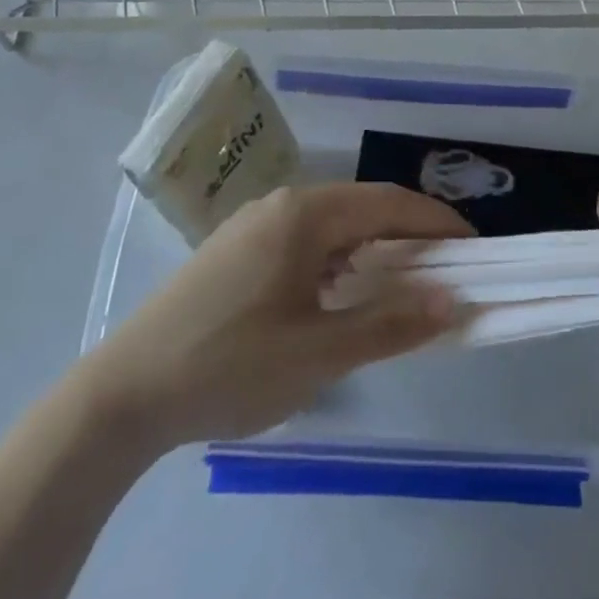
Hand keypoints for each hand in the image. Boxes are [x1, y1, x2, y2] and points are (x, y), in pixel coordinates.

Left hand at [82, 184, 470, 447]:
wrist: (122, 395)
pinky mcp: (236, 250)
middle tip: (449, 271)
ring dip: (375, 247)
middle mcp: (281, 205)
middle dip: (411, 235)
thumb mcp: (320, 353)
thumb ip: (391, 324)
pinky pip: (306, 241)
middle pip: (364, 207)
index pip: (391, 203)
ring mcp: (253, 225)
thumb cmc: (229, 367)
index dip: (439, 224)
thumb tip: (453, 300)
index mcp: (305, 215)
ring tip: (406, 284)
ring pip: (334, 224)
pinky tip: (344, 292)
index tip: (477, 250)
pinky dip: (341, 259)